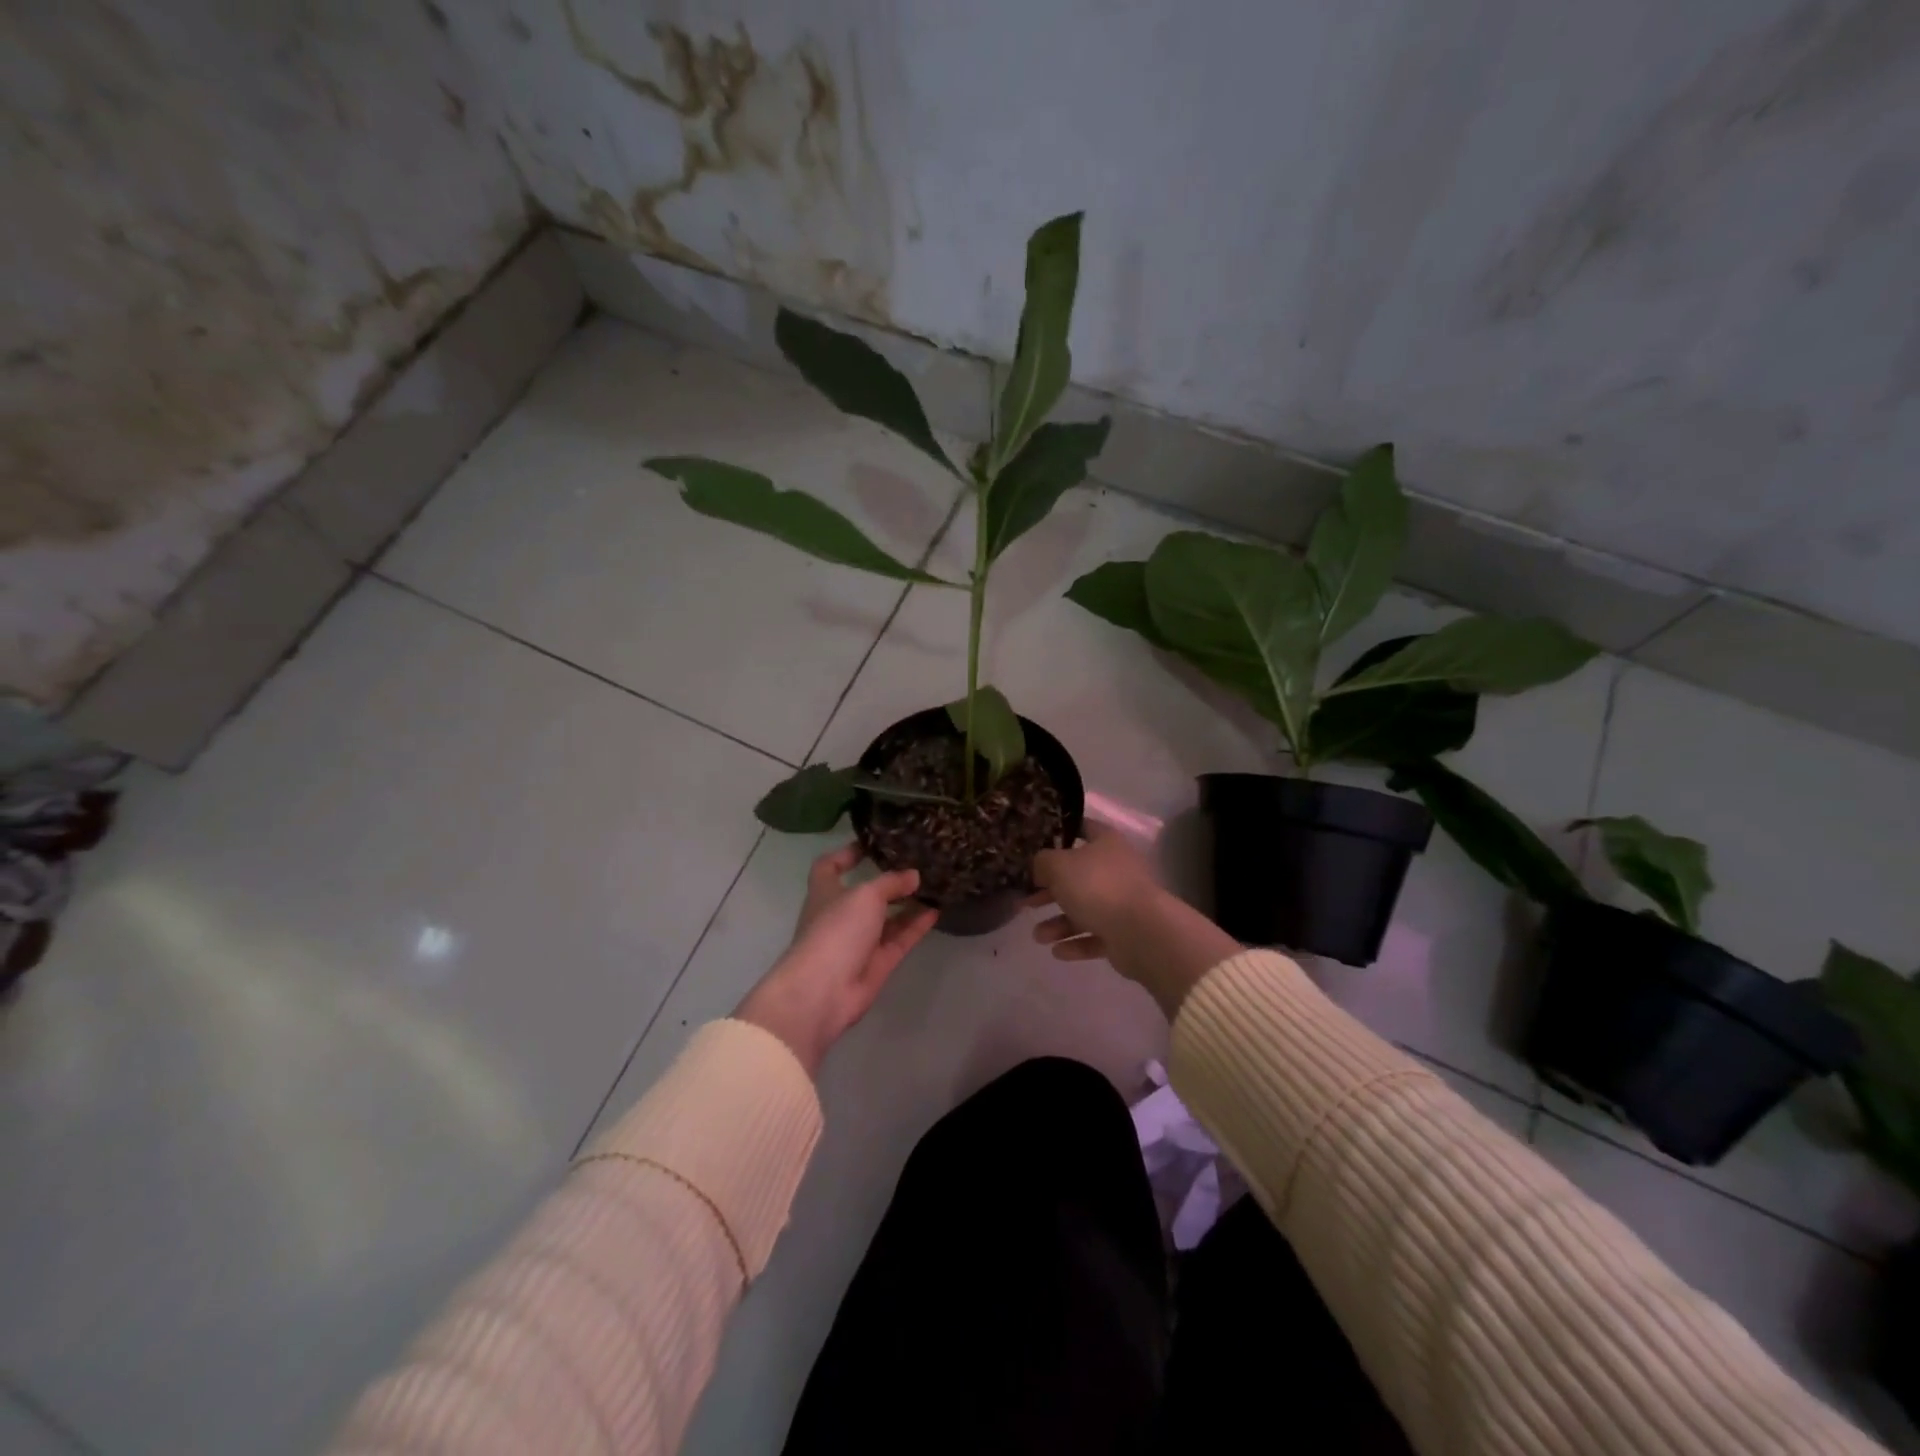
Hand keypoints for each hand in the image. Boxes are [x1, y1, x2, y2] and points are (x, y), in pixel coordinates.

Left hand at [736, 844, 939, 1075]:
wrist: (824, 991)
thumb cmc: (836, 930)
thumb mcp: (865, 895)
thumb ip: (891, 882)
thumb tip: (913, 875)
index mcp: (825, 892)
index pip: (829, 866)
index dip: (846, 853)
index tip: (871, 843)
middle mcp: (841, 914)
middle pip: (865, 893)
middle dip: (887, 880)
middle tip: (917, 863)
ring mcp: (859, 941)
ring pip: (886, 918)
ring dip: (907, 903)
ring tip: (934, 885)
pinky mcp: (877, 963)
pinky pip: (900, 939)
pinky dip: (916, 925)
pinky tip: (937, 910)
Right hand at [1030, 824, 1241, 1018]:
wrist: (1142, 932)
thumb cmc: (1097, 887)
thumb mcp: (1058, 865)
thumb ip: (1042, 862)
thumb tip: (1040, 867)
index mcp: (1106, 843)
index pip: (1083, 828)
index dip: (1060, 832)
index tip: (1037, 842)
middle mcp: (1115, 869)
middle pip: (1077, 876)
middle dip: (1049, 891)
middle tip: (1025, 901)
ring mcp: (1122, 902)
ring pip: (1084, 909)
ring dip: (1058, 923)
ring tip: (1038, 937)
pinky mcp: (1125, 933)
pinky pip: (1095, 936)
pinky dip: (1076, 943)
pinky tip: (1057, 952)